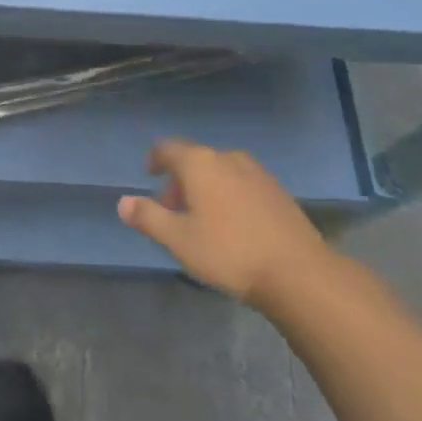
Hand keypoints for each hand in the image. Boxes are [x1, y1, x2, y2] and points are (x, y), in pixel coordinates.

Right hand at [118, 140, 329, 311]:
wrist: (298, 272)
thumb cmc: (229, 252)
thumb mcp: (179, 240)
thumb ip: (148, 217)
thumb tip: (123, 202)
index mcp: (200, 163)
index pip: (167, 148)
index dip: (155, 160)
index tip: (150, 177)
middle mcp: (228, 158)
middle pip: (195, 160)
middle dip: (180, 182)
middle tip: (173, 211)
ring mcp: (257, 172)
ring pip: (220, 172)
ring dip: (205, 189)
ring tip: (202, 221)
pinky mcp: (277, 191)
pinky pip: (241, 183)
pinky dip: (228, 195)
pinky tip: (233, 226)